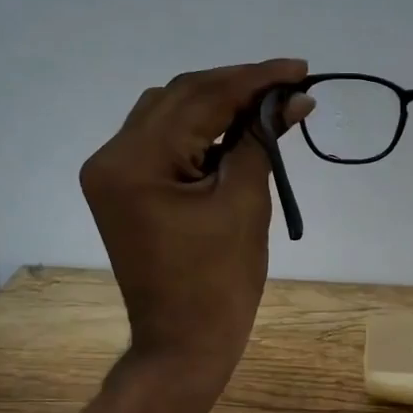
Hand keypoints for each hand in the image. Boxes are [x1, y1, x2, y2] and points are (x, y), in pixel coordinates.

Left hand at [80, 59, 312, 387]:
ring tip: (270, 104)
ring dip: (218, 105)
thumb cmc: (219, 283)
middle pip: (179, 98)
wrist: (183, 343)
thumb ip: (263, 142)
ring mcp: (113, 173)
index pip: (200, 98)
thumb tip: (294, 100)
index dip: (254, 78)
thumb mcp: (245, 204)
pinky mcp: (125, 189)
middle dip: (237, 87)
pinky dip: (202, 132)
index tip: (300, 68)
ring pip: (170, 115)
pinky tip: (238, 129)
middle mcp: (112, 157)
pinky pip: (165, 143)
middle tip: (290, 85)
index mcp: (136, 162)